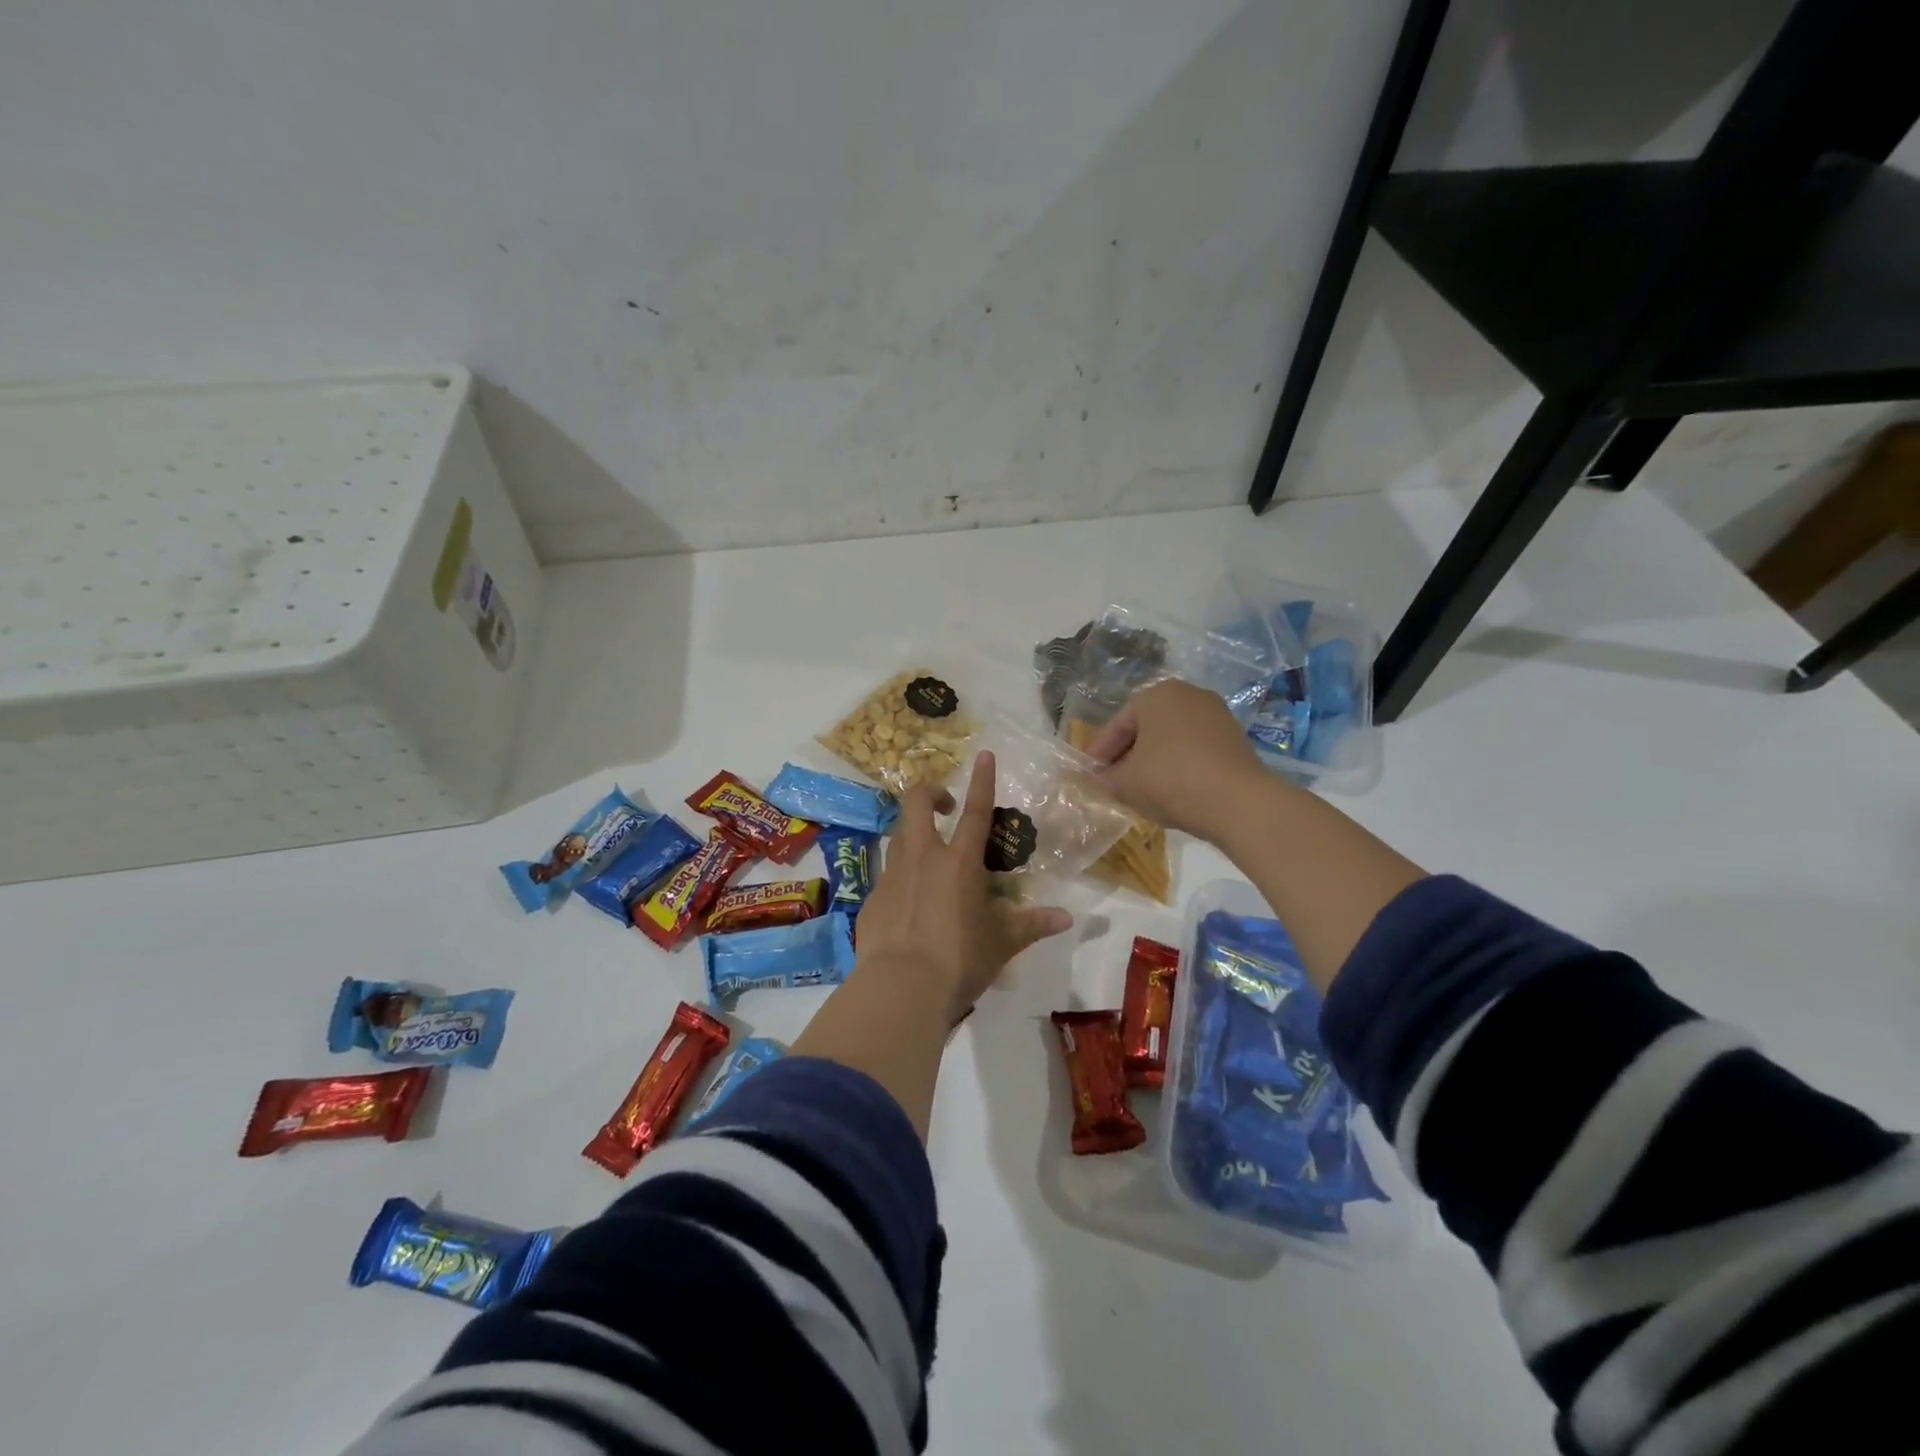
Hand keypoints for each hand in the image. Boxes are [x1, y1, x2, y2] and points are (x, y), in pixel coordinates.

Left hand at [855, 750, 1073, 1023]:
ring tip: (929, 853)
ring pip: (897, 835)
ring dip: (913, 832)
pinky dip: (901, 877)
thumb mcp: (1002, 942)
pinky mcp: (872, 899)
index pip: (976, 811)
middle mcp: (923, 858)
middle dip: (930, 793)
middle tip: (945, 806)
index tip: (984, 755)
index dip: (982, 780)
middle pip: (916, 804)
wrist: (901, 987)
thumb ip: (1031, 924)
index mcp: (959, 862)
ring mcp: (892, 875)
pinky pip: (887, 875)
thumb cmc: (959, 959)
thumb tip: (1066, 918)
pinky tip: (909, 904)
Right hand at [1081, 680, 1269, 840]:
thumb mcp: (1126, 783)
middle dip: (1127, 755)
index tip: (1088, 774)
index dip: (1099, 752)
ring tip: (1140, 789)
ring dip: (1153, 761)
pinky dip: (1178, 765)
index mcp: (1156, 695)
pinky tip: (1171, 790)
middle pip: (1146, 728)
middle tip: (1111, 781)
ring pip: (1171, 738)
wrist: (1239, 803)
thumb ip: (1106, 779)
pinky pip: (1194, 749)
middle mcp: (1188, 695)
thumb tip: (1098, 780)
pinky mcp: (1235, 738)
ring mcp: (1216, 714)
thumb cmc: (1172, 781)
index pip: (1118, 724)